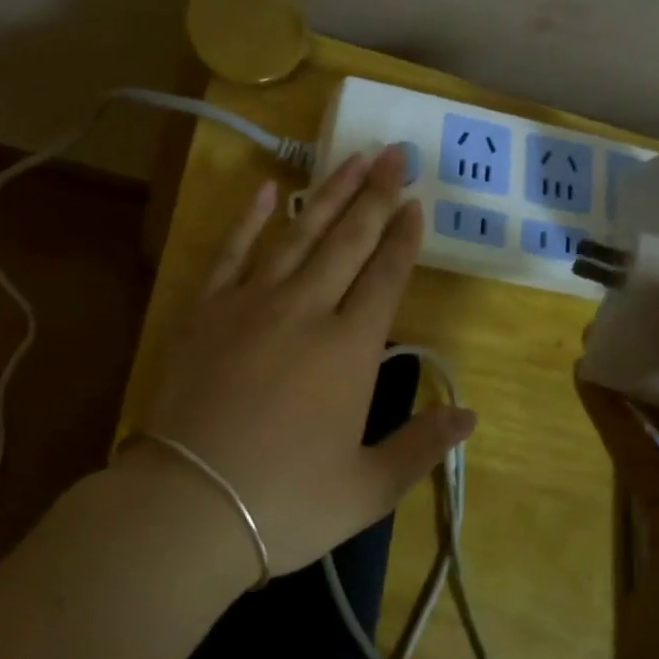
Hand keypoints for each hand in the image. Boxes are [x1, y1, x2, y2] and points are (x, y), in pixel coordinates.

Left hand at [137, 145, 475, 579]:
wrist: (190, 504)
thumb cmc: (285, 503)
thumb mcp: (367, 488)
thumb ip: (420, 447)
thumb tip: (468, 415)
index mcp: (350, 349)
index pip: (386, 277)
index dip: (404, 237)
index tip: (416, 202)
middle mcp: (306, 310)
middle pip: (349, 241)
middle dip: (376, 195)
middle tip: (394, 154)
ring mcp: (252, 303)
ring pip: (300, 235)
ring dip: (329, 194)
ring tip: (352, 158)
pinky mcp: (207, 309)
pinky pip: (233, 250)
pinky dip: (251, 218)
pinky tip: (270, 190)